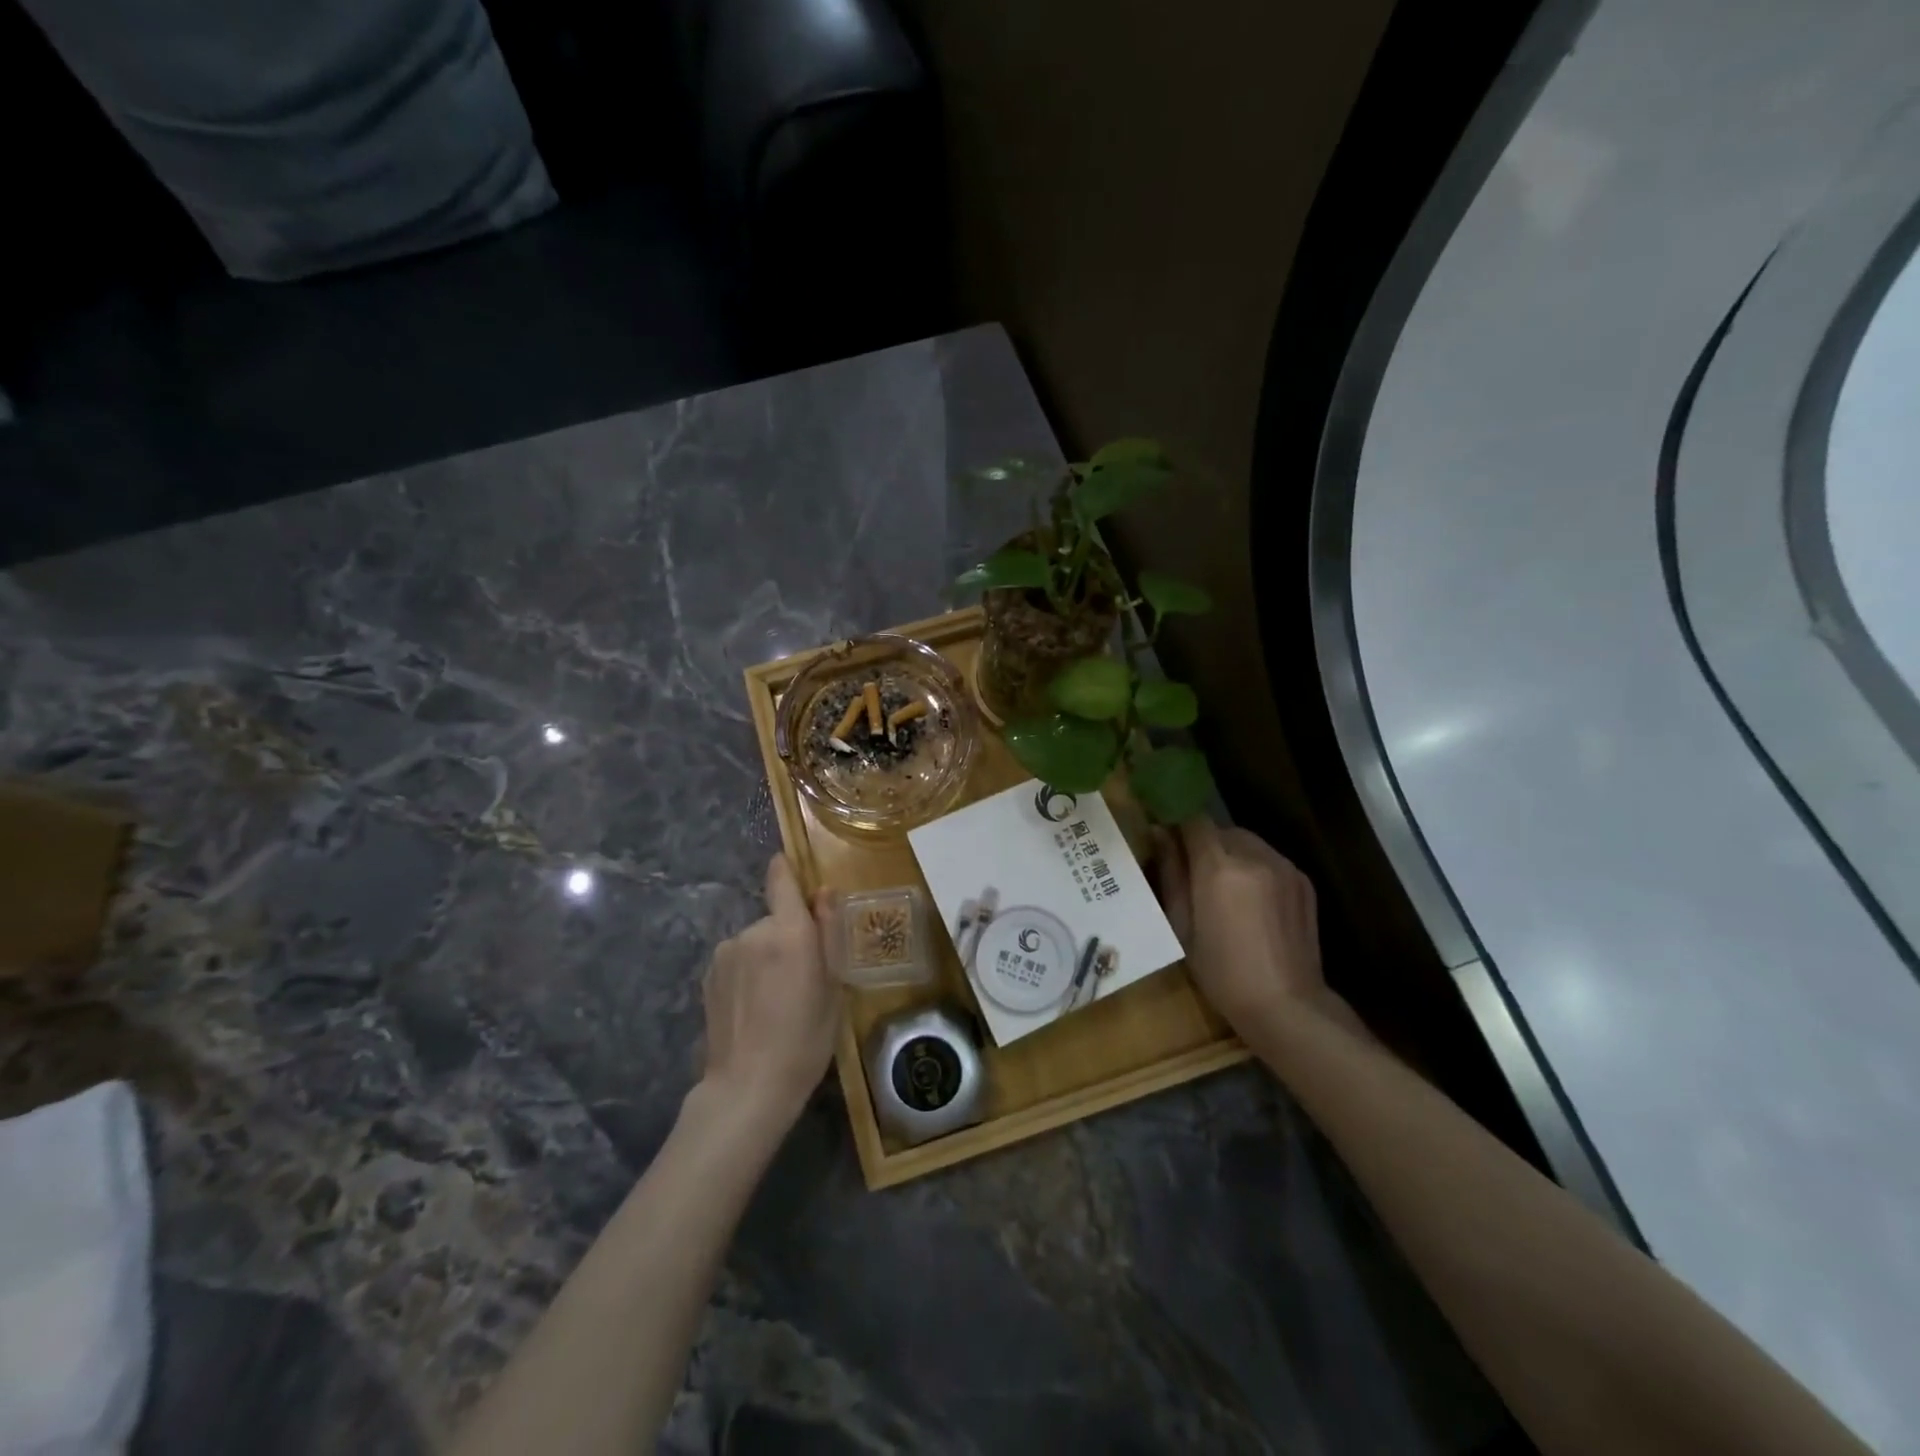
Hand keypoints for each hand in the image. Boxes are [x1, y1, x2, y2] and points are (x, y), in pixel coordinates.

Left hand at [699, 855, 839, 1126]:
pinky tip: (753, 1009)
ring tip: (776, 1000)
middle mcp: (752, 931)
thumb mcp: (833, 987)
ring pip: (755, 942)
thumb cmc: (805, 1039)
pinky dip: (747, 974)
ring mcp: (725, 953)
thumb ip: (828, 933)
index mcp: (789, 931)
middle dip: (788, 937)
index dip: (787, 870)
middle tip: (803, 977)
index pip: (781, 879)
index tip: (793, 872)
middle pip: (775, 919)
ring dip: (766, 958)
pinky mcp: (708, 975)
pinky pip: (737, 961)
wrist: (748, 1087)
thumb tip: (824, 891)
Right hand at [1153, 818, 1329, 1037]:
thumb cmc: (1221, 970)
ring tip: (1225, 890)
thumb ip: (1170, 872)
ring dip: (1232, 854)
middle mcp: (1254, 856)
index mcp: (1218, 866)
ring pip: (1248, 842)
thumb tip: (1158, 833)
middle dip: (1206, 843)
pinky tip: (1253, 902)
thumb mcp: (1181, 924)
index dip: (1178, 825)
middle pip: (1222, 829)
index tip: (1168, 840)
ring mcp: (1284, 866)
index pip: (1194, 820)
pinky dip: (1256, 868)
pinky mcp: (1303, 880)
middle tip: (1195, 875)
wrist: (1285, 1004)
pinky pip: (1270, 859)